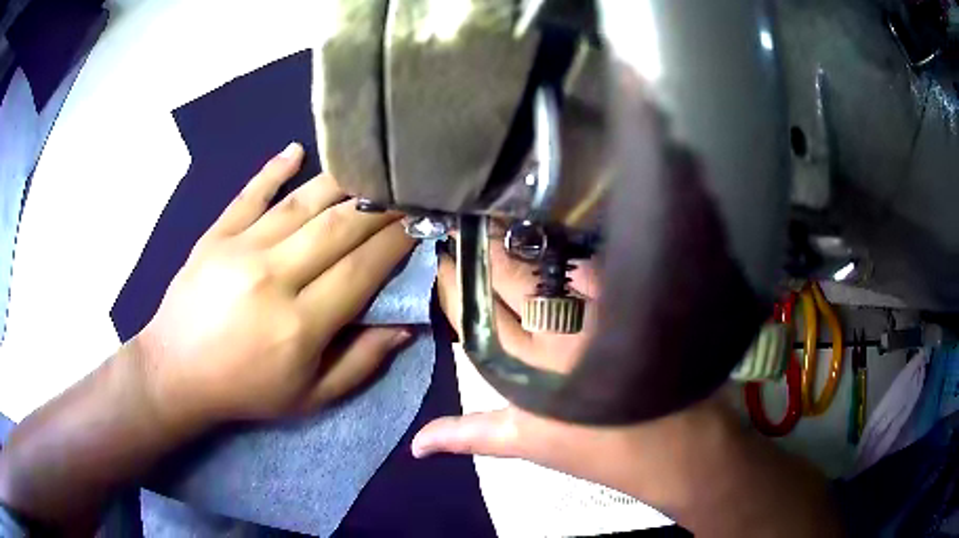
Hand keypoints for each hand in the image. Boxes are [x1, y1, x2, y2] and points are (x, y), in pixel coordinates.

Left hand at [134, 142, 415, 425]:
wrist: (175, 373)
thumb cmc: (246, 391)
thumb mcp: (311, 398)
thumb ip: (362, 363)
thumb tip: (406, 324)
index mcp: (299, 325)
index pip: (362, 270)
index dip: (398, 243)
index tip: (422, 225)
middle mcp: (272, 276)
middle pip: (339, 227)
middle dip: (381, 207)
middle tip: (406, 193)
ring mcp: (240, 248)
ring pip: (302, 202)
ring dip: (343, 183)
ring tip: (372, 170)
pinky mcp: (216, 234)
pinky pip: (251, 192)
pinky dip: (275, 168)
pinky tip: (297, 149)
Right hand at [412, 245, 841, 536]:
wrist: (680, 447)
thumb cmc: (602, 453)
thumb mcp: (530, 445)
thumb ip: (471, 436)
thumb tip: (416, 446)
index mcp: (524, 370)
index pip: (476, 314)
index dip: (454, 284)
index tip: (442, 257)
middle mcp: (556, 333)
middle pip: (508, 279)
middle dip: (481, 252)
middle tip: (467, 228)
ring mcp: (598, 314)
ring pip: (547, 268)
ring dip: (523, 248)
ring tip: (504, 228)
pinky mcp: (632, 303)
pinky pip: (594, 268)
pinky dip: (573, 258)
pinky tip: (562, 246)